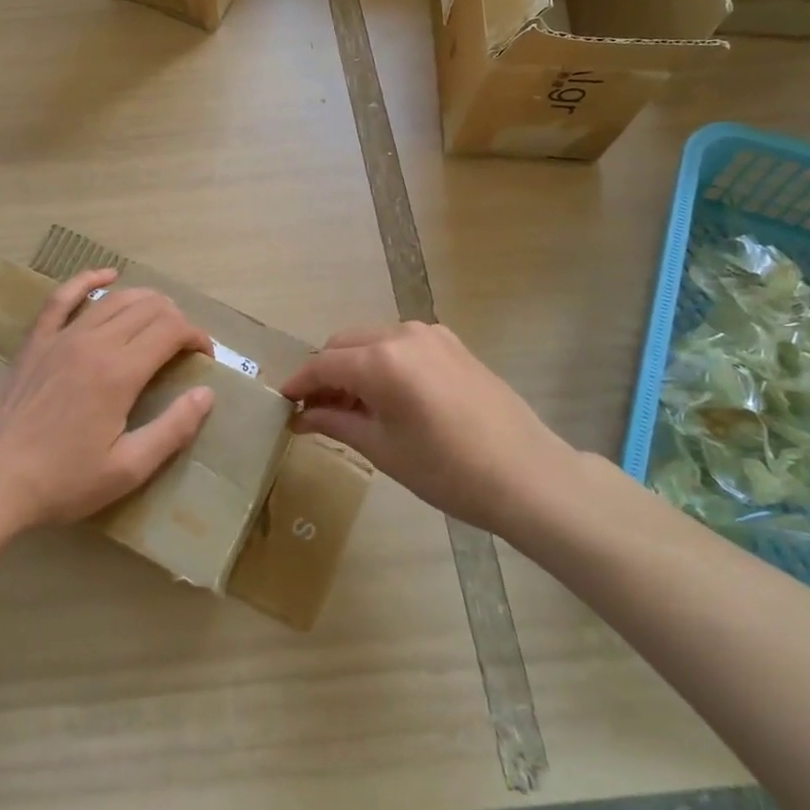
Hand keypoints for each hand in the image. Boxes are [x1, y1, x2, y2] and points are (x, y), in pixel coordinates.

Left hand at [0, 268, 215, 533]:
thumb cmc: (62, 482)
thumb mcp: (128, 469)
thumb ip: (173, 429)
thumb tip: (206, 394)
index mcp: (120, 372)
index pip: (172, 330)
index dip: (196, 337)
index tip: (204, 357)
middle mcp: (94, 343)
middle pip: (148, 308)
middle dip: (176, 319)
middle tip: (183, 345)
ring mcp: (60, 337)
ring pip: (113, 300)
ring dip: (145, 300)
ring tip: (160, 316)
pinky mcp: (35, 342)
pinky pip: (62, 298)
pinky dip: (87, 280)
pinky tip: (106, 276)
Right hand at [281, 321, 582, 536]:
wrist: (526, 475)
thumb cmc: (447, 470)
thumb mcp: (383, 449)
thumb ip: (336, 422)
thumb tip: (301, 416)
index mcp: (381, 360)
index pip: (323, 364)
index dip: (299, 383)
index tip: (283, 403)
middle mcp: (402, 334)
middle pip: (345, 344)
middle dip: (325, 372)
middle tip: (316, 410)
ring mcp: (431, 335)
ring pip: (372, 341)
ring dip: (354, 365)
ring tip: (352, 407)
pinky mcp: (452, 344)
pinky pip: (401, 344)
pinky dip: (383, 362)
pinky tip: (388, 396)